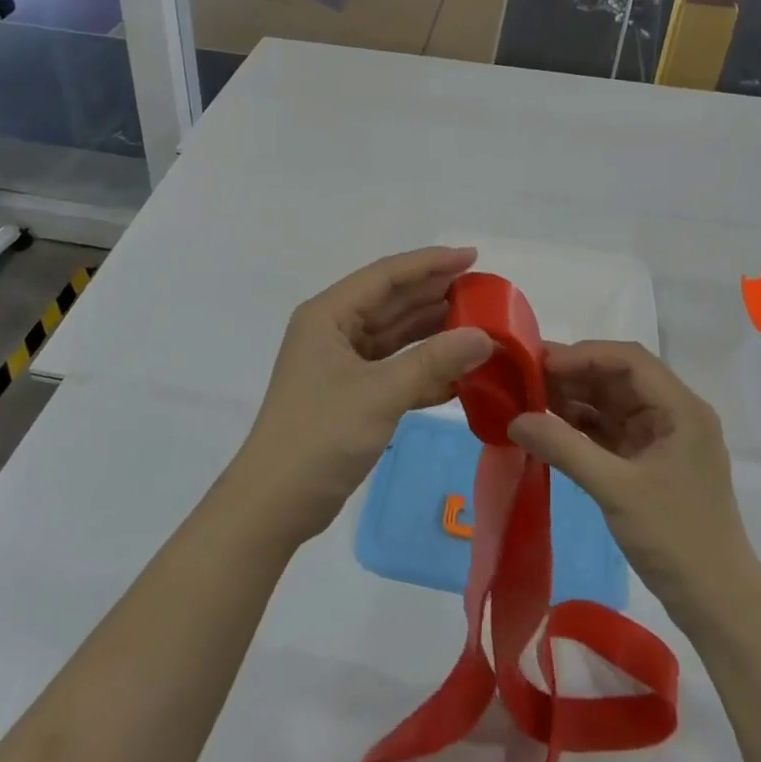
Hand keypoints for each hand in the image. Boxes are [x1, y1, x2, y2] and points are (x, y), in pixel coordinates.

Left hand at [231, 247, 494, 544]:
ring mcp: (341, 363)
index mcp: (329, 315)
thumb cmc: (320, 436)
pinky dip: (424, 368)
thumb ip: (434, 360)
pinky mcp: (350, 393)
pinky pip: (394, 368)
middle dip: (435, 295)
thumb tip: (485, 336)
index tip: (472, 257)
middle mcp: (334, 330)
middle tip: (484, 291)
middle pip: (391, 302)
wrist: (274, 504)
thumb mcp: (380, 394)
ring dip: (433, 331)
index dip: (430, 263)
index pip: (386, 276)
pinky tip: (459, 371)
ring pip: (395, 336)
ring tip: (479, 323)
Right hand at [509, 341, 755, 627]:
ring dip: (574, 399)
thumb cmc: (676, 538)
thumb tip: (514, 419)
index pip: (628, 360)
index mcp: (680, 408)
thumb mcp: (616, 489)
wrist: (718, 605)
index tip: (540, 363)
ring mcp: (661, 439)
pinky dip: (581, 426)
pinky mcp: (649, 463)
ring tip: (529, 399)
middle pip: (618, 377)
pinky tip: (549, 428)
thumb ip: (564, 447)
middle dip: (573, 375)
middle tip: (525, 378)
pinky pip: (610, 430)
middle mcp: (673, 413)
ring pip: (611, 403)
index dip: (583, 354)